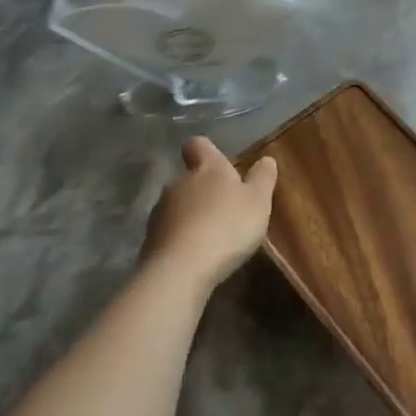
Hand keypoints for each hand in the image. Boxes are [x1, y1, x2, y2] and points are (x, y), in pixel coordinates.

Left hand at [139, 136, 277, 289]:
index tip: (220, 164)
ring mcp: (160, 212)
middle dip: (204, 190)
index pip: (198, 145)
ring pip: (178, 205)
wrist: (181, 269)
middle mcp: (178, 184)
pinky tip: (196, 255)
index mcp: (207, 169)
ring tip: (212, 237)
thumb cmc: (227, 226)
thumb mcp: (258, 201)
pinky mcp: (150, 240)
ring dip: (192, 215)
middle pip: (189, 178)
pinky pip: (169, 232)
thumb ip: (263, 178)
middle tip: (226, 209)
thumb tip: (265, 159)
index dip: (207, 151)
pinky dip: (181, 238)